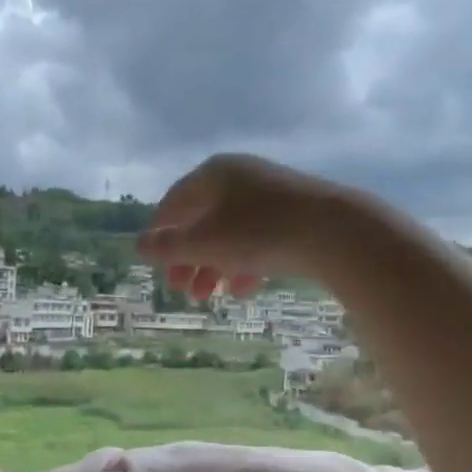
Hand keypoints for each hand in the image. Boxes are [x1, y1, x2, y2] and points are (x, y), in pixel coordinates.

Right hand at [136, 153, 355, 301]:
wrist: (334, 231)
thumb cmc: (257, 232)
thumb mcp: (204, 243)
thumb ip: (168, 247)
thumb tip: (138, 244)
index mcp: (213, 174)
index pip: (174, 202)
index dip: (159, 233)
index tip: (152, 262)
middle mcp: (239, 176)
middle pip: (202, 220)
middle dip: (188, 259)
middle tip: (180, 289)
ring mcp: (269, 194)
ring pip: (230, 233)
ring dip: (214, 266)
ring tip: (209, 297)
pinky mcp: (294, 214)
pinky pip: (258, 239)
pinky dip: (245, 263)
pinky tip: (245, 289)